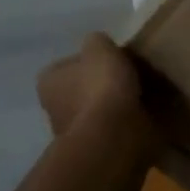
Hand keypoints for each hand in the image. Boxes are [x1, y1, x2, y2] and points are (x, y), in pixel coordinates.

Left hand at [36, 34, 158, 153]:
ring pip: (95, 110)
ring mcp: (73, 132)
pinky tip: (141, 113)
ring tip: (140, 93)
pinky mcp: (94, 148)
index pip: (64, 66)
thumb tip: (98, 45)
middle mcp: (52, 109)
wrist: (113, 136)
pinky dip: (123, 122)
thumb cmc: (100, 86)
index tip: (107, 59)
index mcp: (48, 82)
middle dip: (98, 84)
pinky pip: (110, 127)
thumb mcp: (100, 47)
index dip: (85, 60)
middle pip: (78, 89)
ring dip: (112, 105)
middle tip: (125, 74)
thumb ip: (96, 41)